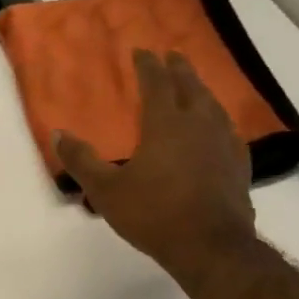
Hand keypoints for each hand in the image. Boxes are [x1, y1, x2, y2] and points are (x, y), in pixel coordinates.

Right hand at [55, 50, 257, 285]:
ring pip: (214, 106)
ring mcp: (223, 145)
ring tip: (196, 86)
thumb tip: (59, 134)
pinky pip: (229, 132)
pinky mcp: (239, 166)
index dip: (148, 65)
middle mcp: (198, 125)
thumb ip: (82, 160)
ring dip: (202, 91)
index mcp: (165, 124)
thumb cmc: (154, 214)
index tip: (142, 51)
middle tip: (172, 55)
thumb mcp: (106, 190)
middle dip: (179, 69)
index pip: (156, 84)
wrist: (211, 247)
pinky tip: (220, 129)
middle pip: (190, 87)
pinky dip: (220, 121)